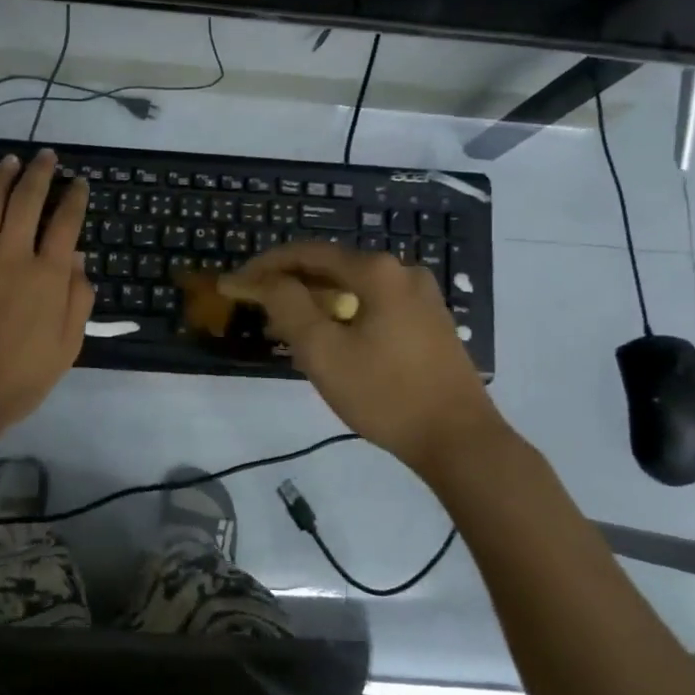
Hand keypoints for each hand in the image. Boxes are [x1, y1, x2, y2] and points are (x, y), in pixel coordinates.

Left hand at [0, 149, 93, 432]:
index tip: (79, 183)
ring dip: (1, 179)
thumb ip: (77, 299)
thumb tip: (77, 258)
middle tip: (46, 156)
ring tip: (10, 160)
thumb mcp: (68, 345)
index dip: (75, 199)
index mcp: (47, 276)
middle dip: (39, 175)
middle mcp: (13, 258)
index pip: (66, 225)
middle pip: (27, 203)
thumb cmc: (22, 377)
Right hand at [222, 241, 508, 472]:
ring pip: (352, 287)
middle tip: (256, 306)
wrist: (459, 440)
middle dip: (289, 284)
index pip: (307, 253)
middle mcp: (402, 272)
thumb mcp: (323, 351)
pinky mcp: (429, 322)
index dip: (265, 266)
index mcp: (376, 271)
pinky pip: (373, 305)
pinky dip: (342, 313)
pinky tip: (326, 339)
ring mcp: (421, 297)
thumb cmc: (385, 394)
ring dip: (314, 300)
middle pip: (331, 267)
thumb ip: (288, 306)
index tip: (235, 284)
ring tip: (284, 326)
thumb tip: (265, 280)